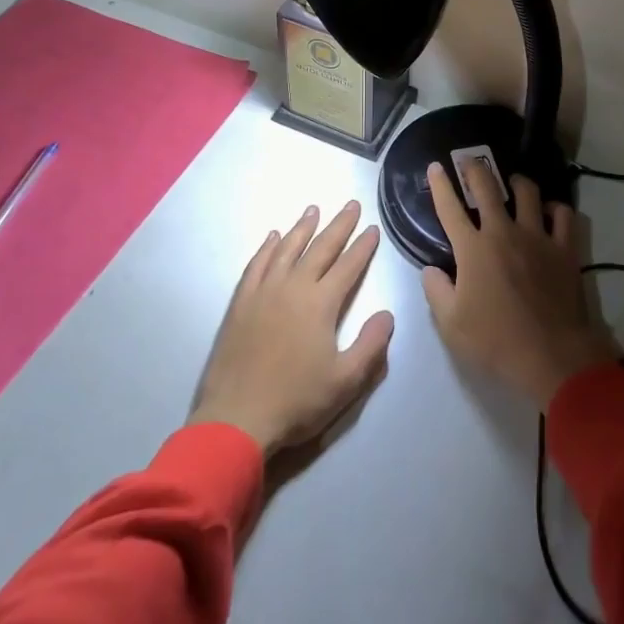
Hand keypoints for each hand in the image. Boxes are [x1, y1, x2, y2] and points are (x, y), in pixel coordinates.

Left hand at [189, 202, 394, 457]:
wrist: (236, 418)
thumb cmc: (296, 401)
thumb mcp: (345, 382)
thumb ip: (371, 346)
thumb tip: (387, 314)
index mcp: (321, 304)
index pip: (348, 266)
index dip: (363, 247)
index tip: (373, 228)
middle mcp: (293, 287)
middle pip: (320, 248)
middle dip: (339, 225)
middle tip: (351, 204)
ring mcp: (263, 292)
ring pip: (286, 249)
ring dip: (302, 228)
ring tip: (313, 210)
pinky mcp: (241, 303)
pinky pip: (256, 265)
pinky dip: (266, 248)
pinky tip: (272, 237)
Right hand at [421, 160, 618, 407]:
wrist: (551, 355)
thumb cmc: (495, 342)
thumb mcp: (452, 325)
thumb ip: (436, 292)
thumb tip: (430, 270)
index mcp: (472, 249)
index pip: (450, 208)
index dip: (440, 184)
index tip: (436, 166)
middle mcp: (503, 232)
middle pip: (487, 187)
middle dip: (475, 168)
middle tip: (470, 160)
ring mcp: (536, 237)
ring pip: (528, 192)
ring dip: (517, 182)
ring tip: (513, 182)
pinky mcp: (564, 248)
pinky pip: (563, 215)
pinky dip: (555, 208)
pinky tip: (550, 211)